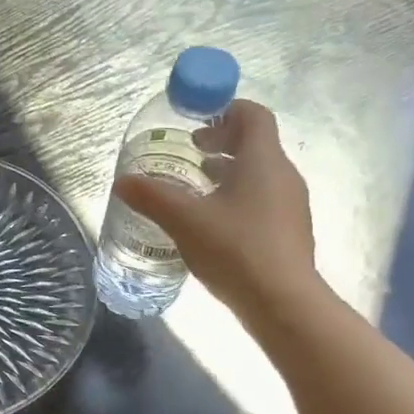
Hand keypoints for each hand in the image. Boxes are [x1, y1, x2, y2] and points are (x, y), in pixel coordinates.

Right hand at [115, 99, 324, 315]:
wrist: (282, 303)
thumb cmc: (235, 249)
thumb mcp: (184, 220)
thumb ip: (152, 197)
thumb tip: (122, 182)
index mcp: (263, 161)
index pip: (254, 115)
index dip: (226, 110)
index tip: (198, 122)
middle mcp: (283, 176)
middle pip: (256, 145)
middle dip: (222, 145)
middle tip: (190, 155)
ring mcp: (291, 206)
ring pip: (259, 175)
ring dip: (229, 174)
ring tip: (196, 190)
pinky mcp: (290, 233)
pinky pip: (263, 202)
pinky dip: (238, 200)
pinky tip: (214, 225)